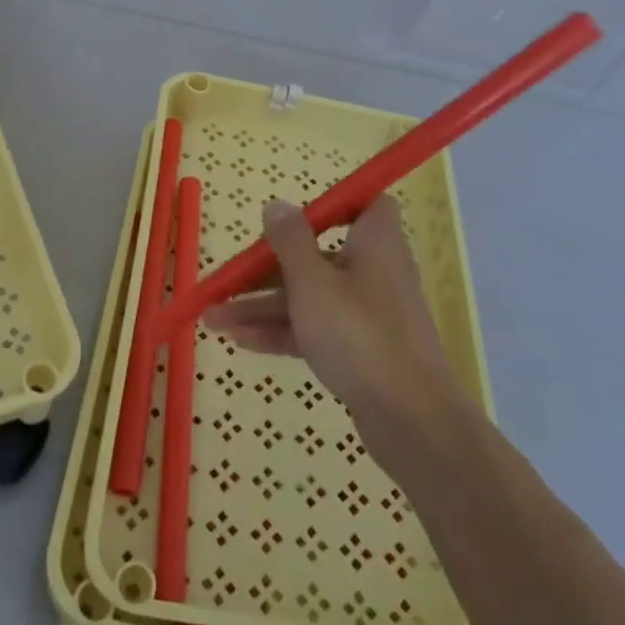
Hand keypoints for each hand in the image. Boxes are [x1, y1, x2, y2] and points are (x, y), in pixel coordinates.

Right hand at [203, 196, 475, 471]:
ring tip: (212, 319)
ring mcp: (366, 316)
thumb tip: (278, 205)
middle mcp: (373, 273)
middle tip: (224, 282)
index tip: (293, 217)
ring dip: (262, 307)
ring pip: (308, 298)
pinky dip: (280, 333)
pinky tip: (238, 341)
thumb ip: (290, 241)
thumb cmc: (359, 334)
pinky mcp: (359, 352)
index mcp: (374, 243)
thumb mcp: (312, 281)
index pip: (365, 206)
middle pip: (315, 257)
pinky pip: (314, 330)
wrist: (411, 419)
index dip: (333, 206)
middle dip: (265, 270)